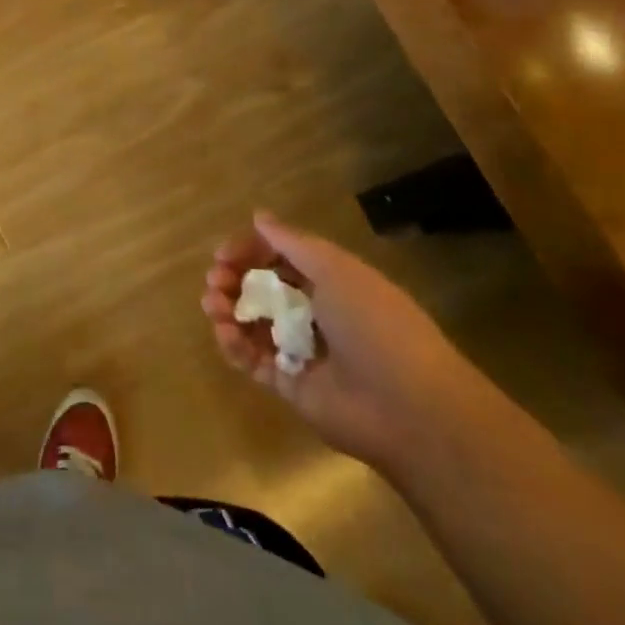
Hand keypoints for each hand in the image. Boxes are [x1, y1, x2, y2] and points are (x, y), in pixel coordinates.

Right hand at [201, 211, 485, 476]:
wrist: (410, 407)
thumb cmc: (375, 324)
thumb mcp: (335, 269)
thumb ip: (292, 243)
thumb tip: (259, 217)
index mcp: (331, 281)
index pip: (280, 258)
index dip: (250, 252)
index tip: (223, 255)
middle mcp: (314, 313)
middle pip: (262, 289)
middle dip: (233, 280)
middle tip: (215, 281)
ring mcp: (301, 350)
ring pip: (252, 323)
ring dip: (228, 310)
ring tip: (214, 306)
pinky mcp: (290, 385)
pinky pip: (253, 360)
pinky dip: (234, 345)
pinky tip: (226, 333)